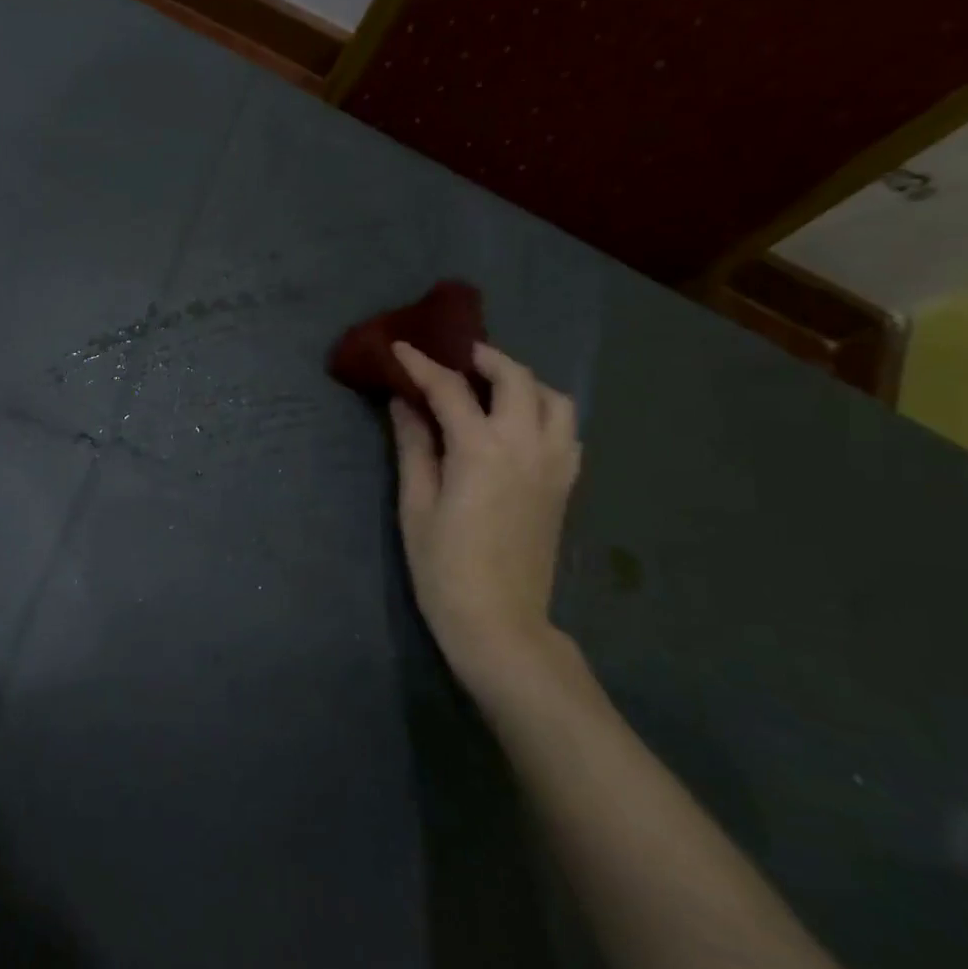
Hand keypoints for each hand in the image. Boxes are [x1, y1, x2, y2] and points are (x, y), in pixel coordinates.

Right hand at [389, 342, 583, 705]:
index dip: (422, 365)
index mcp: (482, 450)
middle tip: (455, 357)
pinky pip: (567, 430)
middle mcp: (527, 446)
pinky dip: (545, 412)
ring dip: (524, 381)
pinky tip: (519, 425)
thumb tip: (404, 402)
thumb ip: (414, 446)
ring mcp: (555, 464)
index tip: (400, 348)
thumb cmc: (443, 565)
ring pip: (554, 399)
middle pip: (516, 379)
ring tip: (492, 387)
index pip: (450, 390)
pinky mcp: (566, 484)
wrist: (499, 620)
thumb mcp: (415, 504)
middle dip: (485, 358)